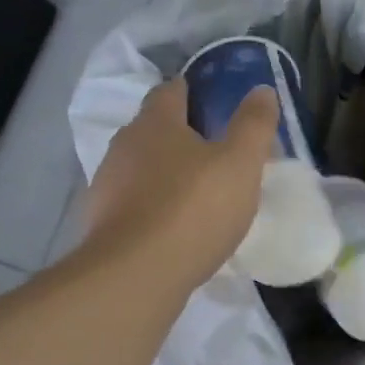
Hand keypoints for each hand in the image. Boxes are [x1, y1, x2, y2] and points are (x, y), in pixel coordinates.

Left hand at [85, 79, 279, 289]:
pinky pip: (133, 203)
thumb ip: (253, 125)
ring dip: (164, 173)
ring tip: (195, 191)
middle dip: (178, 134)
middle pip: (152, 129)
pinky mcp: (102, 223)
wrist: (136, 275)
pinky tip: (172, 226)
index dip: (190, 91)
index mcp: (156, 123)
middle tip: (212, 150)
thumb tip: (262, 90)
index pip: (170, 91)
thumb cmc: (193, 209)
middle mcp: (124, 145)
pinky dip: (152, 206)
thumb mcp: (240, 164)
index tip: (209, 100)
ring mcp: (108, 185)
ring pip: (140, 167)